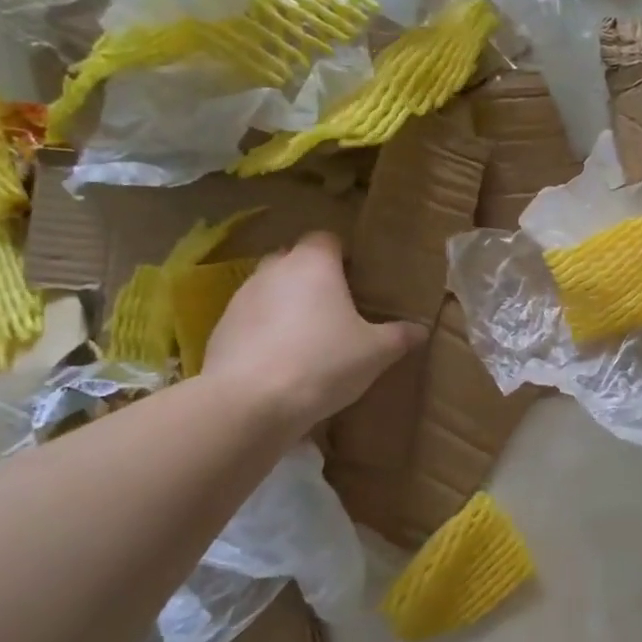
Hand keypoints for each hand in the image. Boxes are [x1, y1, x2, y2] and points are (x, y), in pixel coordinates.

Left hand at [202, 232, 425, 433]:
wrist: (250, 403)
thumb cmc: (323, 362)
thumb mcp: (376, 353)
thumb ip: (399, 336)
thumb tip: (420, 330)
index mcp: (313, 264)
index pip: (327, 239)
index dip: (343, 255)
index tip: (359, 278)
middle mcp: (273, 270)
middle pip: (295, 260)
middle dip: (313, 278)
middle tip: (338, 308)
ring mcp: (241, 299)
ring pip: (270, 291)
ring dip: (287, 306)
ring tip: (310, 338)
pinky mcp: (220, 330)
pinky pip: (251, 321)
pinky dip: (266, 333)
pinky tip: (282, 363)